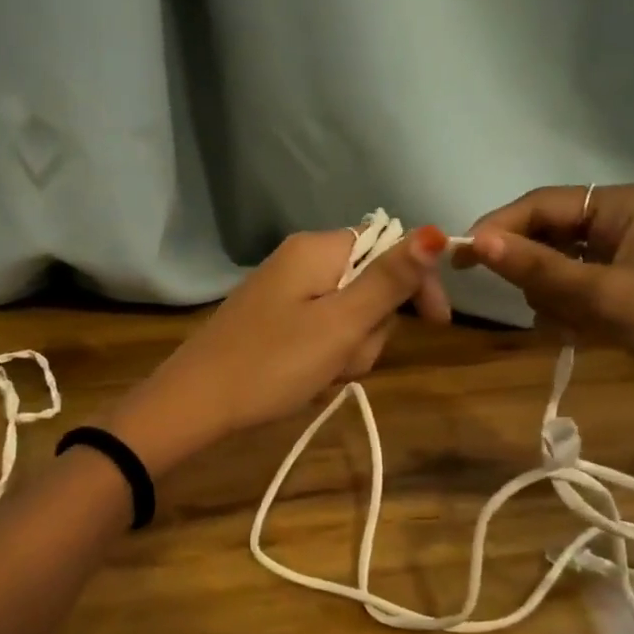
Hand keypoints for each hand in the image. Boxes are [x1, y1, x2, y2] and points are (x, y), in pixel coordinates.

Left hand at [108, 226, 449, 470]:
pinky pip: (320, 331)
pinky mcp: (274, 320)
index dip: (417, 283)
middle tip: (344, 358)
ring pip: (348, 315)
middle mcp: (301, 260)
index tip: (436, 325)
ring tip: (322, 373)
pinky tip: (307, 378)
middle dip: (371, 329)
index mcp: (317, 249)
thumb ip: (389, 280)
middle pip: (370, 285)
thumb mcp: (341, 324)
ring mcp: (285, 291)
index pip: (389, 247)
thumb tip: (436, 231)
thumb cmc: (273, 363)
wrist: (197, 403)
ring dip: (348, 349)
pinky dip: (325, 356)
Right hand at [453, 184, 633, 443]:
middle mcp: (626, 222)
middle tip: (532, 305)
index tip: (460, 259)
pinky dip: (569, 312)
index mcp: (627, 205)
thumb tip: (474, 241)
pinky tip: (580, 335)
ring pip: (559, 268)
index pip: (543, 204)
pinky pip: (578, 291)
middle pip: (550, 234)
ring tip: (571, 326)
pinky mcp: (632, 292)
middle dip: (533, 270)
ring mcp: (630, 259)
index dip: (499, 228)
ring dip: (552, 297)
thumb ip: (538, 269)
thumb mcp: (606, 296)